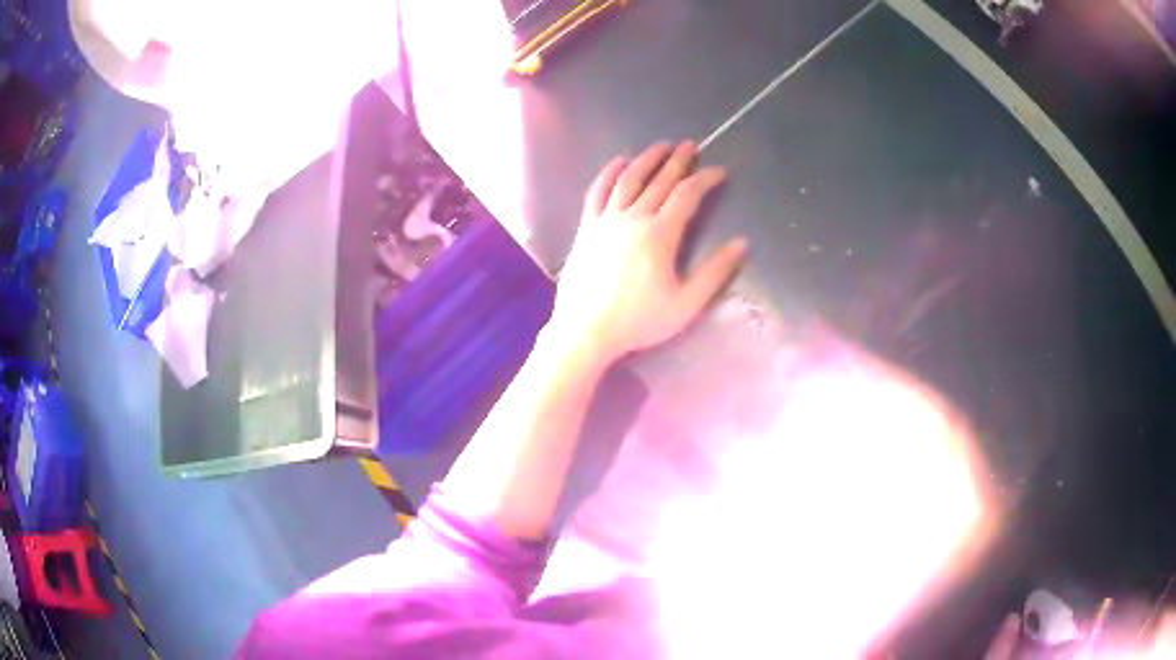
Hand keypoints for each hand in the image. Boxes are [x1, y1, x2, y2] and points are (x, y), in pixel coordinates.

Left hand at [551, 141, 747, 362]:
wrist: (585, 331)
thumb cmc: (638, 321)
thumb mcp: (686, 304)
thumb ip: (715, 273)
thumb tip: (741, 244)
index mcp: (660, 235)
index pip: (687, 195)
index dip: (705, 179)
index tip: (719, 171)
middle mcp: (633, 218)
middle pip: (659, 181)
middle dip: (678, 161)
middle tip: (690, 145)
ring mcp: (606, 220)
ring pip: (628, 180)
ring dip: (647, 159)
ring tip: (661, 146)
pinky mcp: (587, 227)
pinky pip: (597, 192)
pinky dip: (608, 173)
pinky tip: (618, 162)